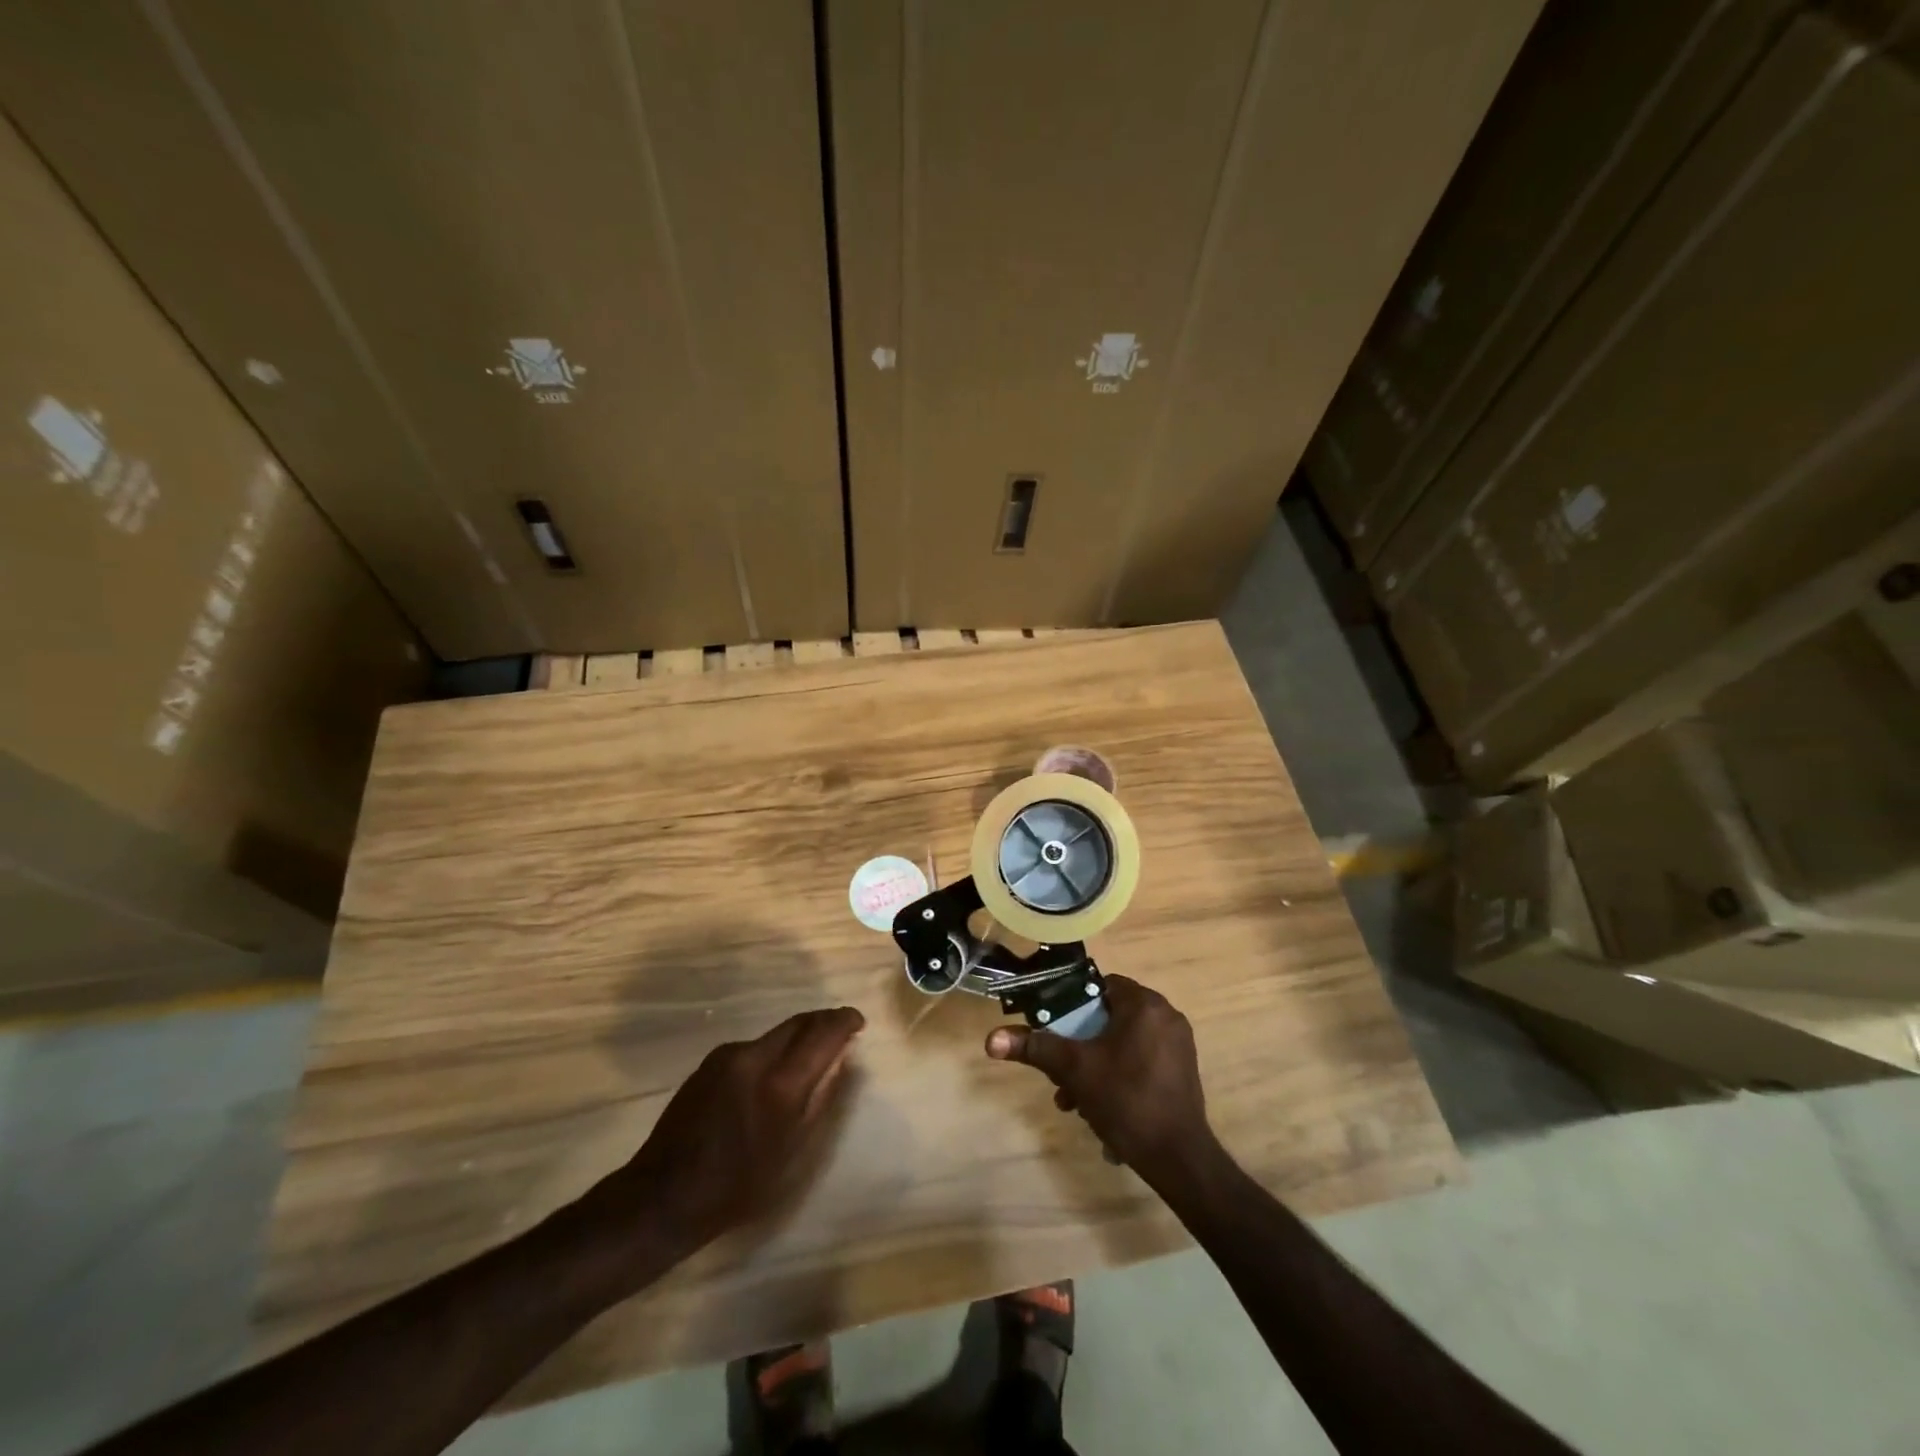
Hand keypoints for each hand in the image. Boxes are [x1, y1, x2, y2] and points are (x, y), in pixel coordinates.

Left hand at [584, 1007, 865, 1263]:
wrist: (661, 1197)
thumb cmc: (737, 1187)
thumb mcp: (792, 1152)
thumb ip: (821, 1098)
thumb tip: (842, 1057)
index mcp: (779, 1084)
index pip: (822, 1034)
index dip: (844, 1021)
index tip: (858, 1021)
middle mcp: (753, 1056)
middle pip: (798, 1023)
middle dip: (823, 1022)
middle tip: (842, 1030)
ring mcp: (727, 1055)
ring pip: (775, 1033)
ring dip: (798, 1036)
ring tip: (811, 1054)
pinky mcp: (709, 1062)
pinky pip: (753, 1046)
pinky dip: (773, 1050)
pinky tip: (773, 1074)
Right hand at [985, 975, 1211, 1186]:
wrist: (1178, 1159)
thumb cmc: (1126, 1101)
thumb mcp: (1075, 1070)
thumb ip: (1036, 1047)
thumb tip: (991, 1039)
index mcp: (1144, 1004)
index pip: (1100, 985)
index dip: (1072, 1004)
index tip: (1056, 1029)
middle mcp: (1166, 1016)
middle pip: (1109, 1018)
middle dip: (1080, 1047)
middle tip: (1061, 1076)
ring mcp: (1179, 1045)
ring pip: (1123, 1043)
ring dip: (1096, 1067)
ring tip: (1076, 1102)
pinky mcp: (1183, 1070)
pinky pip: (1141, 1060)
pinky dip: (1120, 1076)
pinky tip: (1103, 1111)